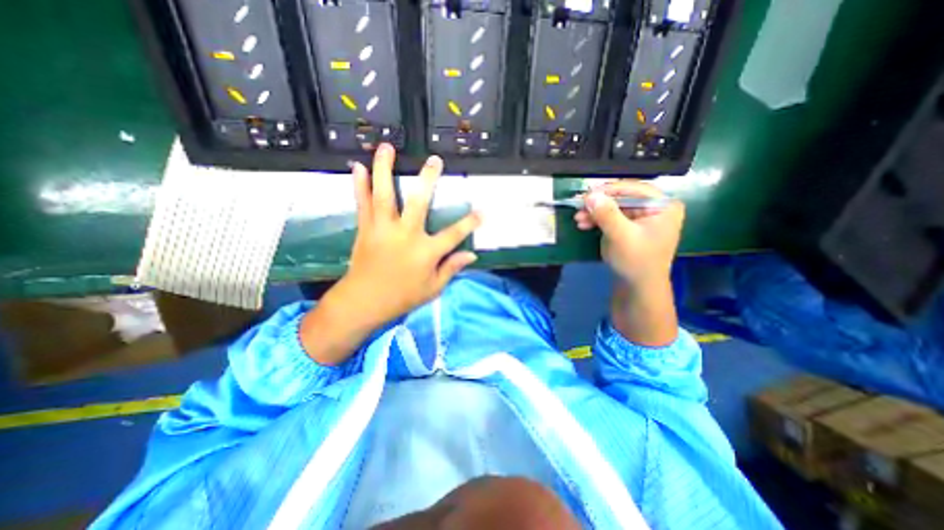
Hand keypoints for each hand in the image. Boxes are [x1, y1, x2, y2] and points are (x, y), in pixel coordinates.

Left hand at [340, 144, 481, 326]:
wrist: (364, 301)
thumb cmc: (402, 297)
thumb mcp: (433, 288)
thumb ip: (452, 268)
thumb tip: (472, 255)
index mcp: (425, 252)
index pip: (454, 234)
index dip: (470, 222)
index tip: (482, 211)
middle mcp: (406, 235)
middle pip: (419, 203)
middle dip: (428, 180)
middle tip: (435, 160)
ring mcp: (383, 229)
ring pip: (385, 195)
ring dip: (385, 169)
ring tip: (387, 147)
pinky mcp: (366, 229)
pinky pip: (363, 203)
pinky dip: (360, 184)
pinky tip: (358, 166)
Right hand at [572, 180, 681, 290]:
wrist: (637, 287)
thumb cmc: (636, 261)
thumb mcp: (621, 236)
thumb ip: (607, 214)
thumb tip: (590, 195)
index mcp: (663, 206)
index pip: (635, 189)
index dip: (610, 189)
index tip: (588, 193)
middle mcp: (654, 208)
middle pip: (622, 198)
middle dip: (599, 204)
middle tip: (579, 206)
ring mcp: (640, 218)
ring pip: (614, 208)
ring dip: (595, 213)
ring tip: (577, 218)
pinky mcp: (629, 228)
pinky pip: (611, 218)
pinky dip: (597, 220)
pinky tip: (583, 223)